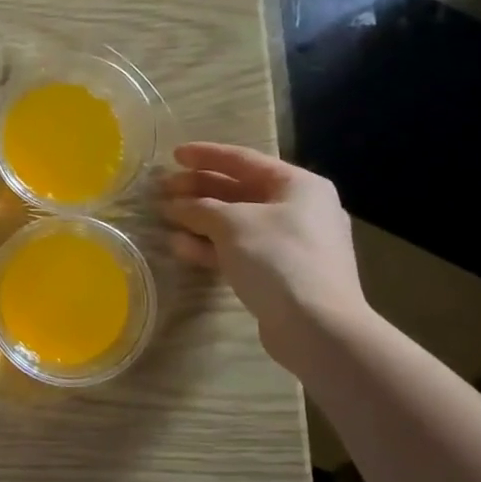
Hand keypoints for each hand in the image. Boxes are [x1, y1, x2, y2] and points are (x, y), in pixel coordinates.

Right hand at [161, 142, 367, 355]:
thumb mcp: (231, 224)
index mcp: (298, 185)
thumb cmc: (278, 258)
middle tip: (163, 190)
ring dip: (200, 219)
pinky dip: (211, 246)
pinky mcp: (281, 273)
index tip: (173, 155)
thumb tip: (174, 205)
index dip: (206, 156)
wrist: (317, 326)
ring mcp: (292, 243)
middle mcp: (299, 208)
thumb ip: (199, 207)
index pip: (244, 160)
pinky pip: (240, 249)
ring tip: (166, 218)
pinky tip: (181, 247)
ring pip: (237, 222)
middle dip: (198, 190)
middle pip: (239, 191)